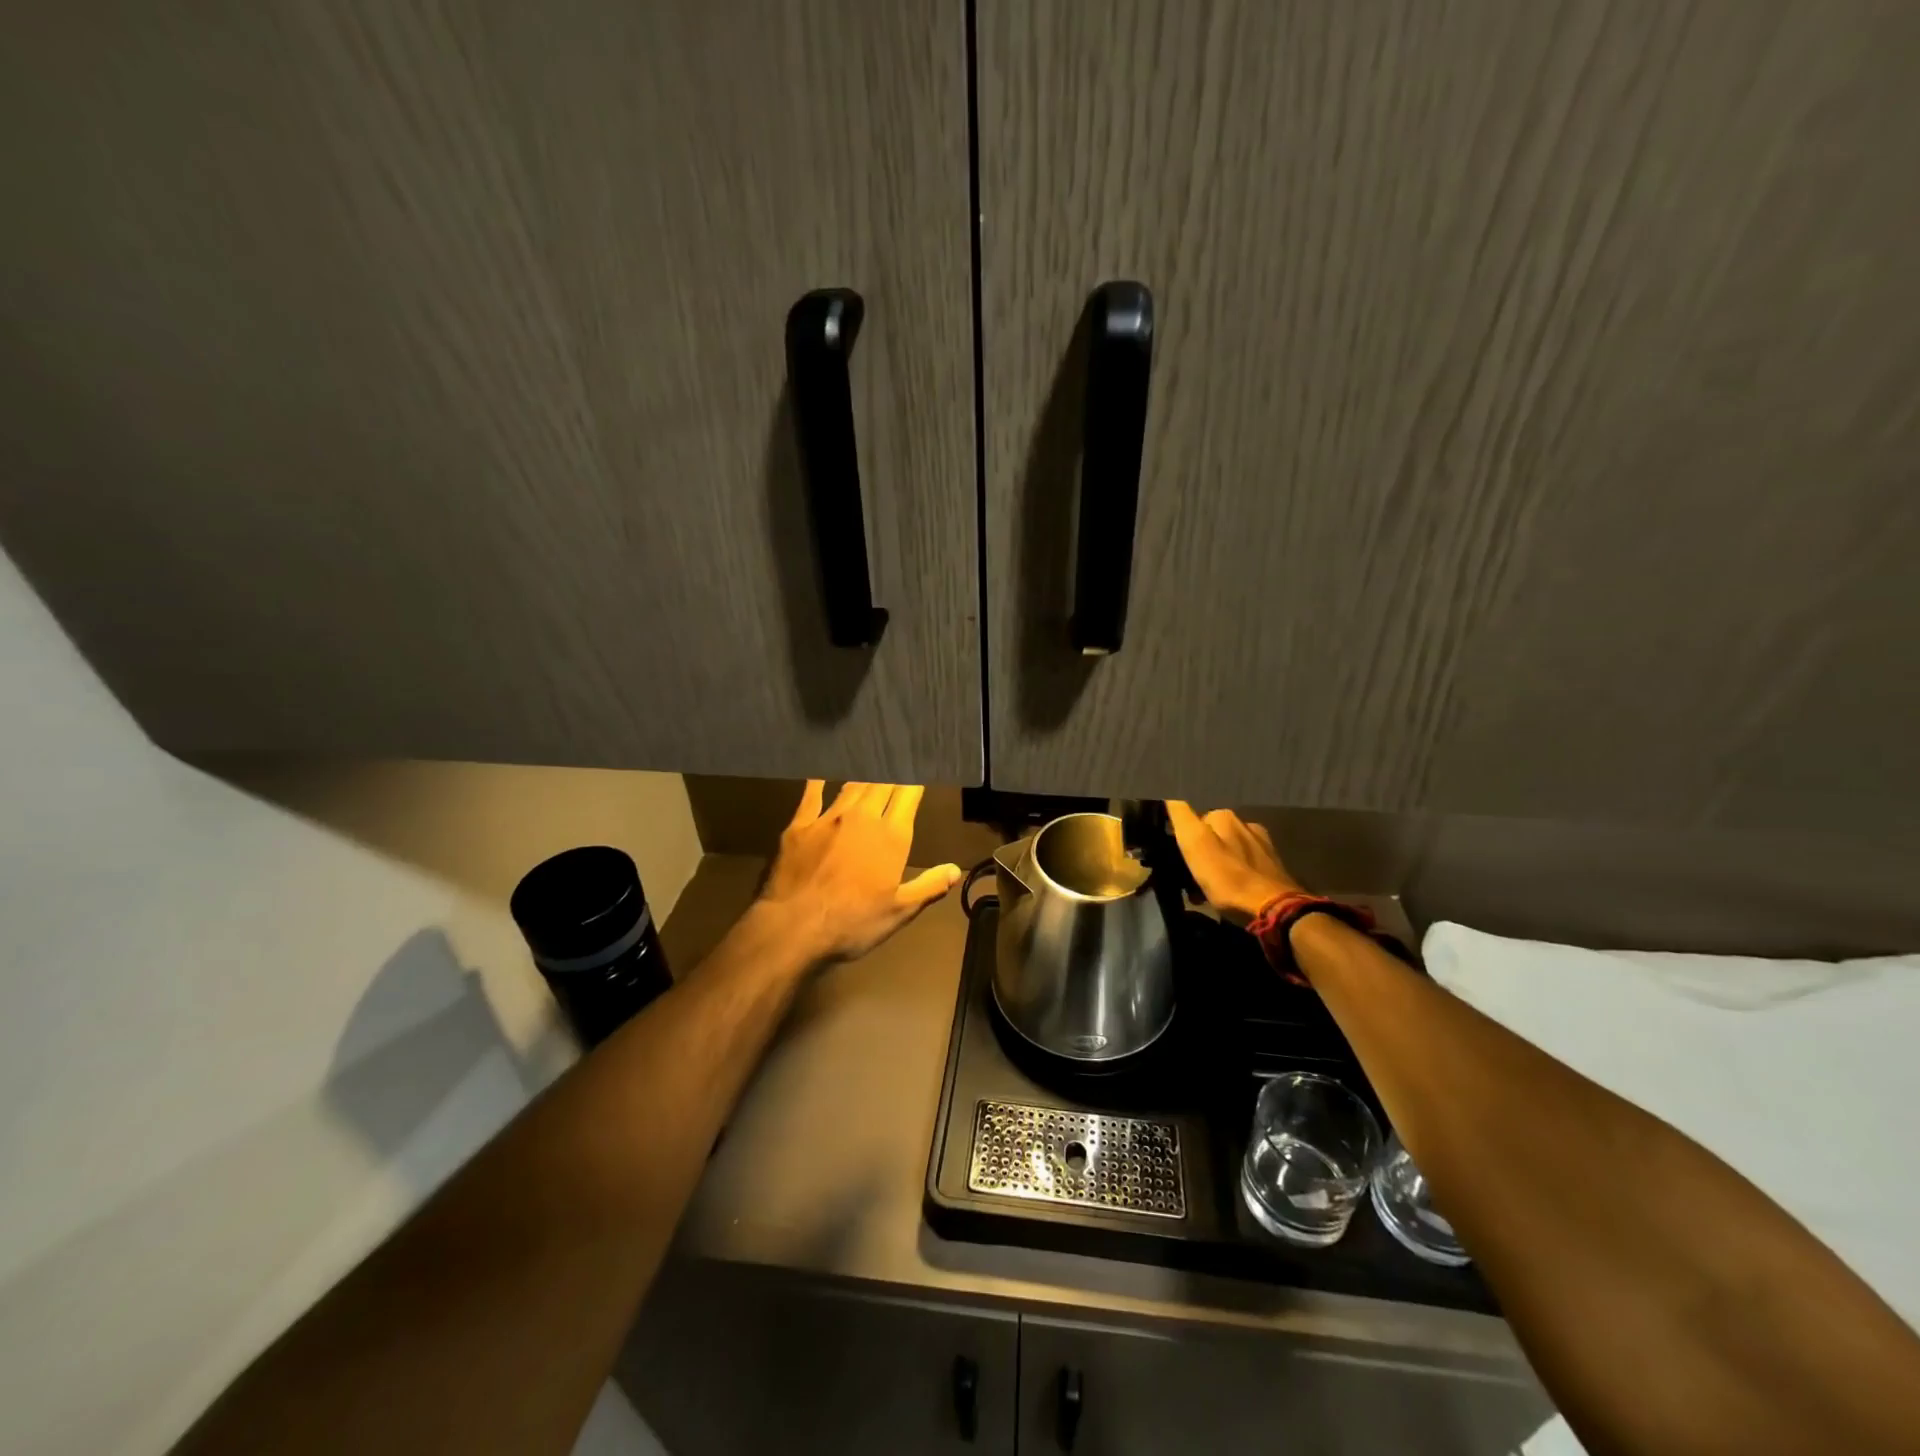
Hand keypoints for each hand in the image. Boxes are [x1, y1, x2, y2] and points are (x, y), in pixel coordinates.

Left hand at [758, 781, 962, 962]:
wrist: (794, 926)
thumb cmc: (853, 922)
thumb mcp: (899, 911)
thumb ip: (929, 886)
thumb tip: (956, 869)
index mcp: (891, 836)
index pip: (908, 795)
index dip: (915, 780)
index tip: (920, 772)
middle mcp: (862, 817)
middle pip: (881, 783)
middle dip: (892, 774)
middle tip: (897, 763)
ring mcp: (828, 818)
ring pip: (851, 786)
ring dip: (864, 776)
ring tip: (870, 766)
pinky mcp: (799, 825)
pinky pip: (812, 795)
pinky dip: (819, 781)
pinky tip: (820, 772)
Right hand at [1166, 801, 1304, 920]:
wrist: (1274, 911)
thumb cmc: (1228, 878)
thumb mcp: (1195, 844)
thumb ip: (1182, 816)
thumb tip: (1169, 793)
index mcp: (1225, 816)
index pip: (1192, 817)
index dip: (1182, 837)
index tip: (1176, 857)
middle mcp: (1246, 824)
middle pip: (1212, 834)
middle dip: (1199, 851)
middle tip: (1189, 876)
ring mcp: (1262, 845)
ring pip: (1227, 849)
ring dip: (1215, 864)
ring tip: (1207, 890)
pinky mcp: (1273, 867)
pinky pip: (1242, 865)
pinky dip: (1232, 874)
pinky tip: (1229, 892)